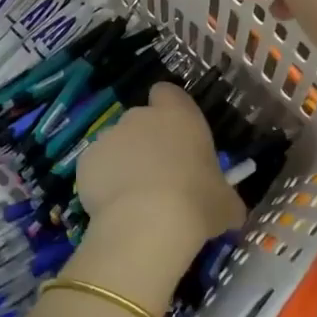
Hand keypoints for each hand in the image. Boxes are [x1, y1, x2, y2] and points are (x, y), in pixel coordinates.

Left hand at [72, 84, 243, 303]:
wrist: (147, 223)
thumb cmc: (196, 203)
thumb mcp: (225, 204)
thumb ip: (225, 198)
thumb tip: (231, 210)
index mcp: (179, 116)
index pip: (168, 93)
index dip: (169, 109)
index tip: (175, 134)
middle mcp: (141, 117)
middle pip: (141, 120)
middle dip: (146, 142)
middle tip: (160, 176)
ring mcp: (109, 136)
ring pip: (116, 144)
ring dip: (124, 163)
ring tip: (135, 199)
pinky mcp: (86, 160)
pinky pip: (96, 167)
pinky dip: (102, 182)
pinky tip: (113, 209)